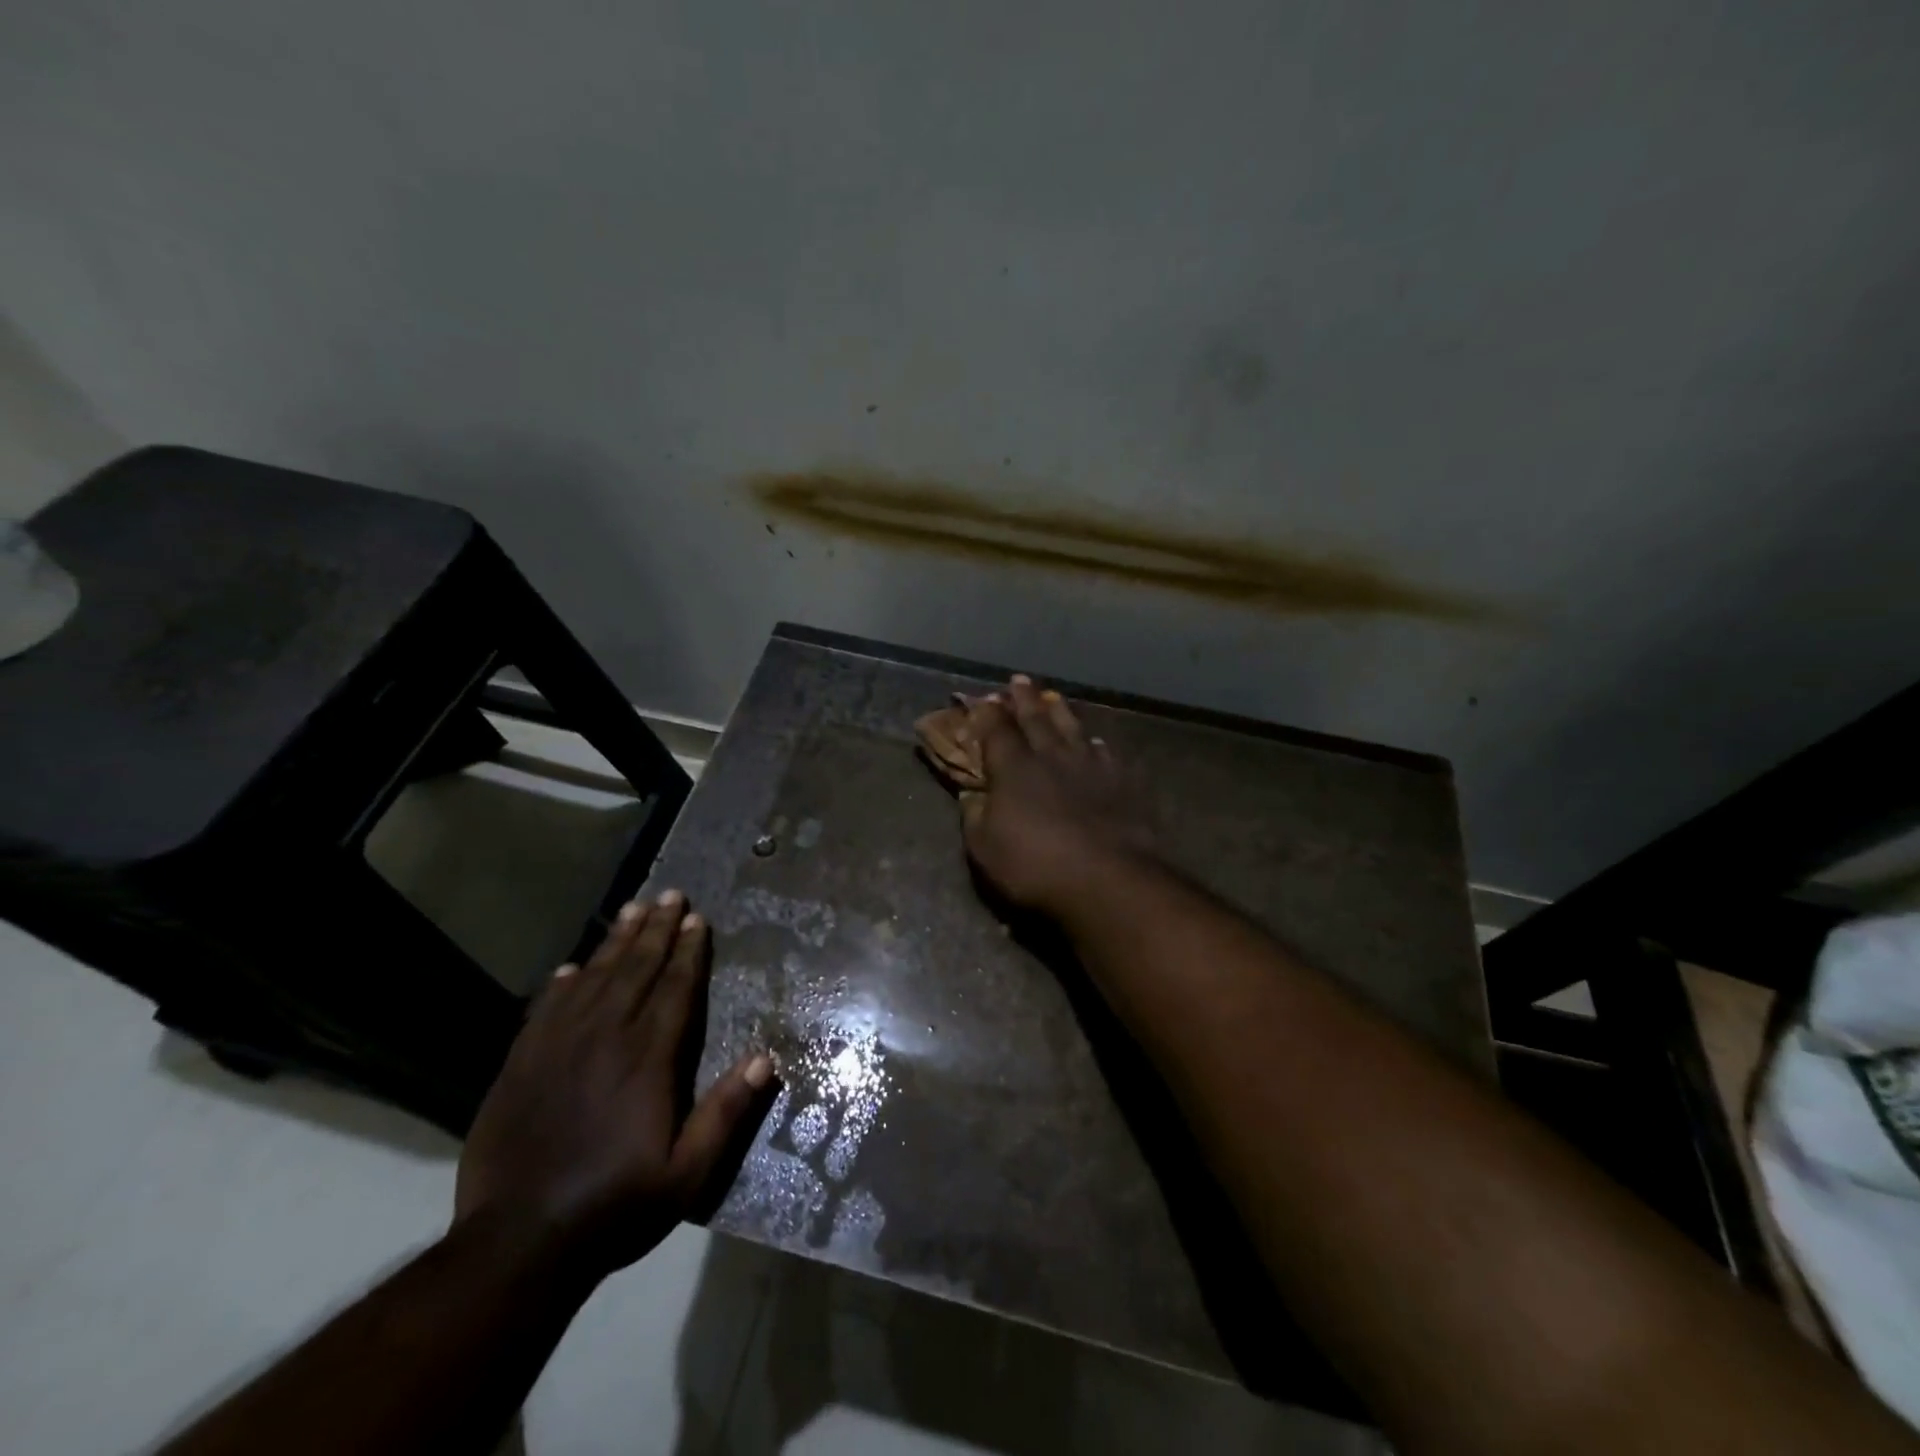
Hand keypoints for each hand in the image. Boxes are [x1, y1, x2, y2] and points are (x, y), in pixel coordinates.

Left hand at [454, 891, 773, 1280]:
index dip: (688, 952)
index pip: (674, 989)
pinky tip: (573, 968)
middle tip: (671, 895)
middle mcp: (605, 1039)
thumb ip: (725, 1113)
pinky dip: (562, 984)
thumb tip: (765, 1058)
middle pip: (635, 970)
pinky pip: (546, 1009)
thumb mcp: (687, 1173)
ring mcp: (558, 1047)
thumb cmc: (614, 1206)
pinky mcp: (521, 1064)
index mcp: (647, 1059)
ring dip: (616, 942)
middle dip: (657, 930)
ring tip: (633, 910)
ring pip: (593, 979)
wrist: (518, 1243)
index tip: (697, 919)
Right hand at [958, 675, 1160, 914]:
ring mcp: (1090, 766)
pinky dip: (1095, 743)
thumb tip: (971, 794)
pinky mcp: (1121, 782)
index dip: (987, 712)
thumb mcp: (985, 848)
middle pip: (1036, 718)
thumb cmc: (1035, 866)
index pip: (996, 729)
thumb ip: (975, 815)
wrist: (1107, 880)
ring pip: (1072, 728)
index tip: (983, 698)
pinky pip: (1105, 752)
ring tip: (1054, 697)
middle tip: (1019, 680)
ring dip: (1060, 711)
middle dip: (1024, 698)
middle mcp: (1051, 756)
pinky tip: (1095, 742)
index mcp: (1014, 768)